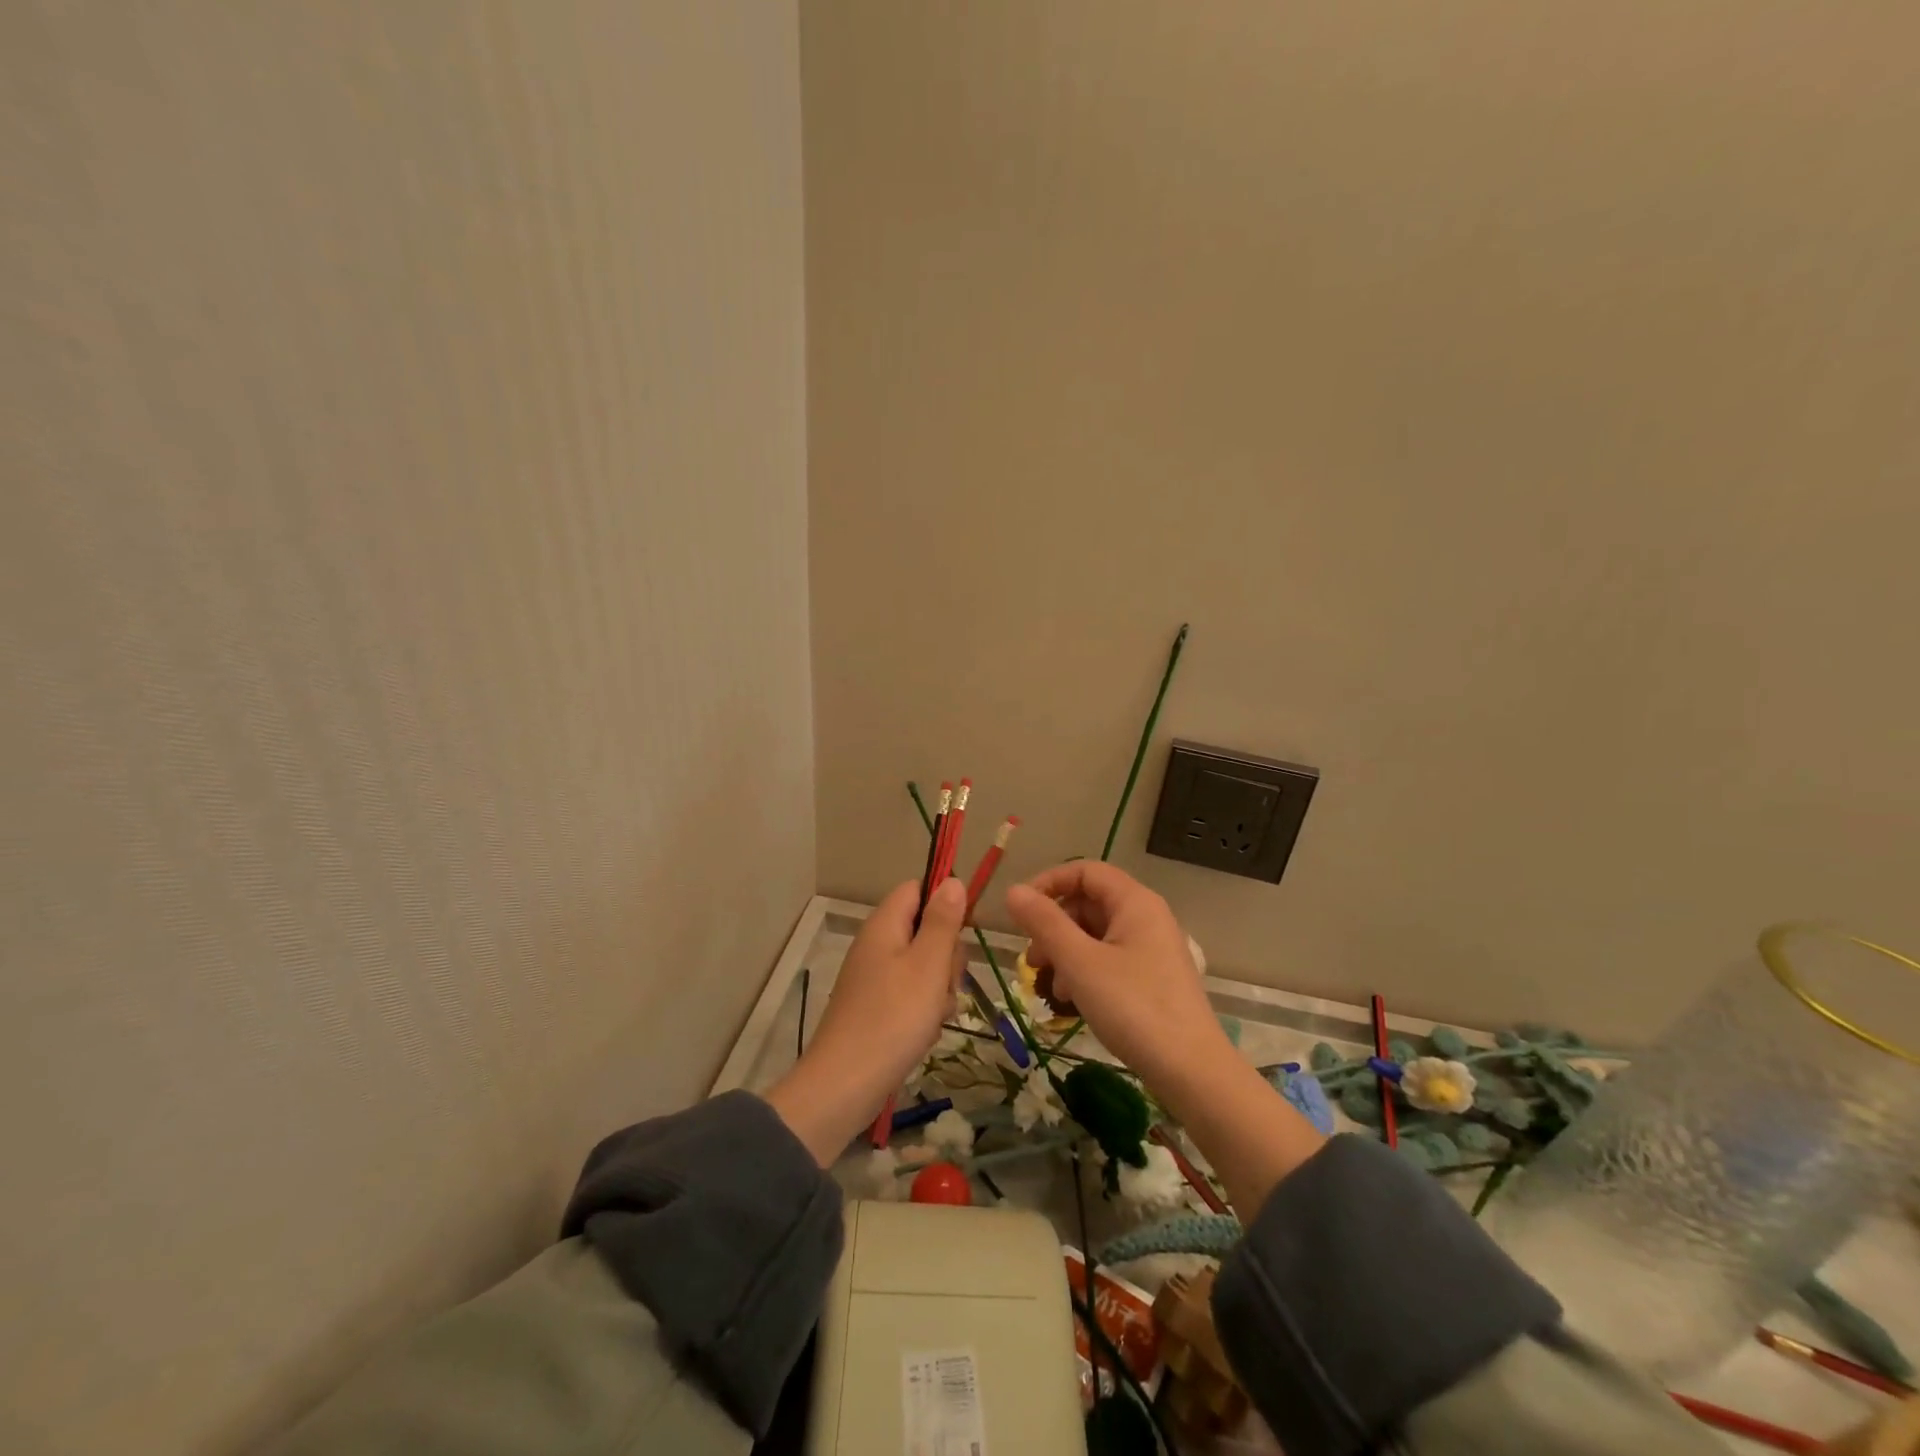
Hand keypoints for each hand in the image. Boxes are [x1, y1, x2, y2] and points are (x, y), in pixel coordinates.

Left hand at [764, 876, 965, 1163]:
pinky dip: (924, 1010)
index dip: (945, 901)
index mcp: (884, 925)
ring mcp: (874, 978)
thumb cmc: (893, 1018)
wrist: (844, 1085)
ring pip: (924, 966)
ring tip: (935, 1014)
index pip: (918, 889)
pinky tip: (924, 1032)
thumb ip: (943, 921)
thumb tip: (952, 881)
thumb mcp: (928, 965)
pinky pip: (912, 995)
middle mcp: (876, 945)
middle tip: (945, 982)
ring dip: (939, 988)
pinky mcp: (876, 1007)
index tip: (964, 929)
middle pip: (925, 929)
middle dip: (947, 955)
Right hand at [1005, 862, 1223, 1097]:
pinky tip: (1072, 999)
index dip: (1049, 883)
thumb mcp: (1080, 963)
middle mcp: (1147, 917)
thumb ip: (1045, 923)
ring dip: (1066, 952)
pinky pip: (1110, 958)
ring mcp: (1153, 948)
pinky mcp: (1154, 977)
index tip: (1020, 911)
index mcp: (1134, 902)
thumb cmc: (1133, 1007)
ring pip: (1097, 934)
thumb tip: (1013, 891)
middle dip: (1054, 925)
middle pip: (1089, 903)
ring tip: (1049, 986)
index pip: (1085, 871)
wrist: (1192, 1071)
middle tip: (1031, 959)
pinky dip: (1085, 970)